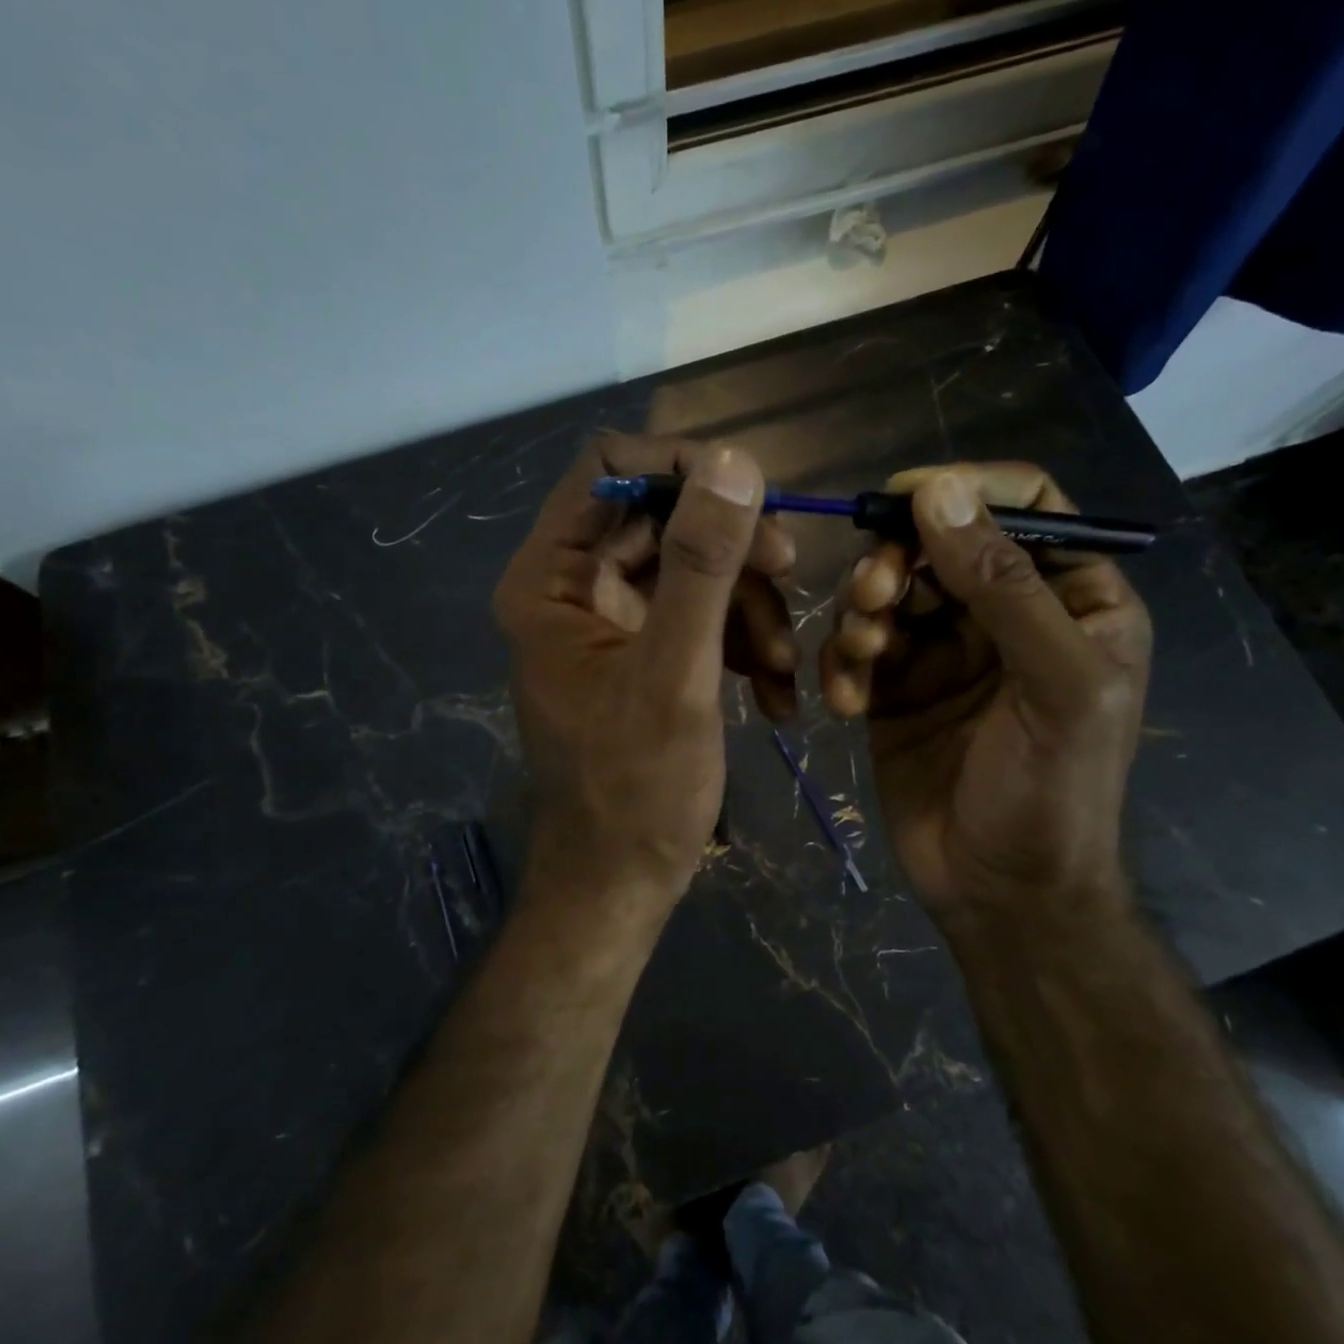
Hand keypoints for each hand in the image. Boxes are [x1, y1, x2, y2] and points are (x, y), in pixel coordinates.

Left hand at [494, 434, 797, 911]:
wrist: (621, 883)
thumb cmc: (635, 791)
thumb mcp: (675, 675)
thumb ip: (702, 566)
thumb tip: (733, 461)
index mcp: (552, 580)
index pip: (609, 469)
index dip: (681, 467)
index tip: (752, 497)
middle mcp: (575, 588)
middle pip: (663, 519)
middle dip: (733, 551)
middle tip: (791, 576)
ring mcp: (613, 622)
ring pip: (695, 569)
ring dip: (750, 608)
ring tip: (781, 668)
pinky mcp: (647, 654)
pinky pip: (702, 618)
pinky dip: (742, 644)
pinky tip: (775, 695)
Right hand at [819, 463, 1150, 936]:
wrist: (999, 893)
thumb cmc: (1052, 793)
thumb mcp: (1054, 686)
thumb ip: (1004, 587)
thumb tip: (939, 493)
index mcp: (1072, 600)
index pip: (1026, 506)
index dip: (965, 490)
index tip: (903, 499)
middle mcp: (1006, 615)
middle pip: (940, 544)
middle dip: (898, 563)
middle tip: (874, 599)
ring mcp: (945, 651)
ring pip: (890, 591)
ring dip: (864, 614)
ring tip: (862, 657)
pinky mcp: (895, 687)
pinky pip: (858, 647)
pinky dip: (844, 665)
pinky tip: (848, 706)